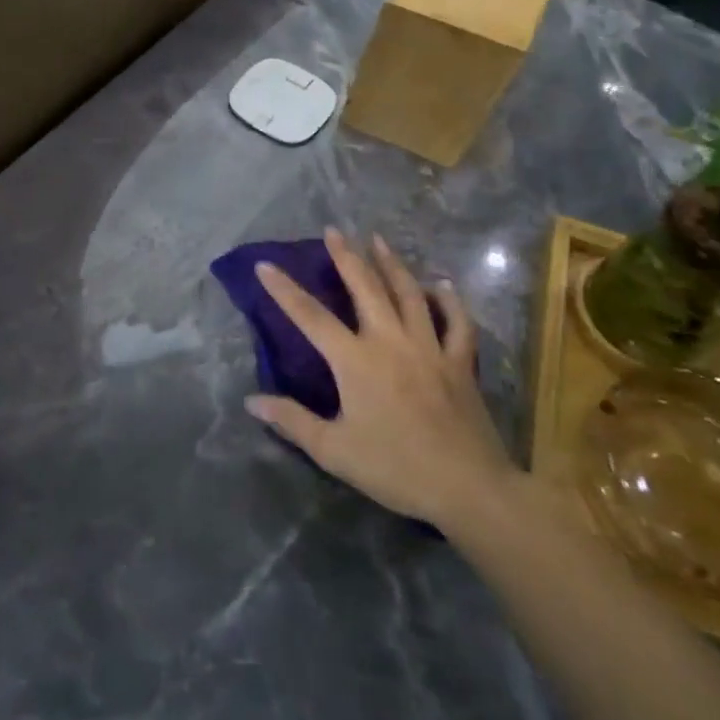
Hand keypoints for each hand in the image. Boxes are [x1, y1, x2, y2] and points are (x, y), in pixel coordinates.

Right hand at [245, 228, 519, 537]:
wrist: (468, 488)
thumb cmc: (395, 468)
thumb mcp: (334, 450)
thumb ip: (292, 421)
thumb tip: (252, 400)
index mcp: (356, 360)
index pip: (310, 317)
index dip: (284, 290)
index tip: (266, 264)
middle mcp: (390, 342)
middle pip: (365, 288)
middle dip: (346, 257)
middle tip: (334, 230)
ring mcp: (429, 348)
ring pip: (409, 294)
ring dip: (391, 264)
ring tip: (378, 240)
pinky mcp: (459, 363)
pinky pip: (457, 322)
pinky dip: (449, 300)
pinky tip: (440, 284)